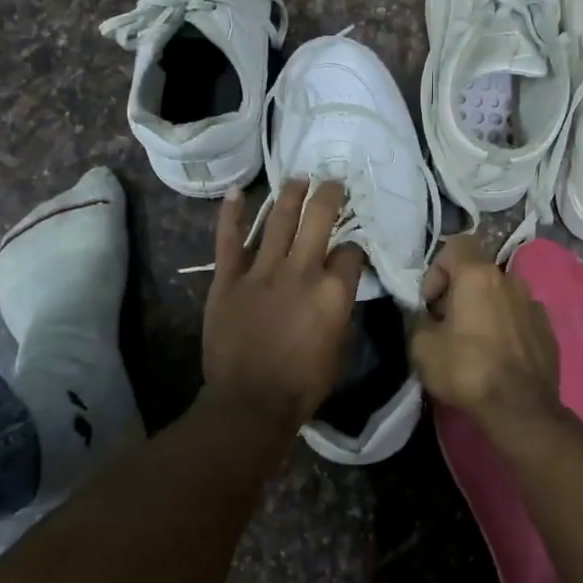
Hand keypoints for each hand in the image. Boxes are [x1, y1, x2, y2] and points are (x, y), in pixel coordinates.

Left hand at [203, 178, 365, 429]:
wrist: (250, 403)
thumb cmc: (303, 384)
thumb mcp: (340, 348)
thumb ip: (339, 311)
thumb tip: (336, 290)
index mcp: (332, 291)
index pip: (350, 252)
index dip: (354, 247)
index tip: (351, 249)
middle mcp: (300, 271)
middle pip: (318, 218)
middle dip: (329, 195)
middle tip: (332, 182)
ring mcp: (261, 271)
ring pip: (278, 219)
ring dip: (290, 194)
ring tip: (298, 178)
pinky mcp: (228, 279)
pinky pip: (229, 240)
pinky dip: (231, 214)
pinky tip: (237, 193)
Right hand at [409, 233, 560, 430]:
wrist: (521, 409)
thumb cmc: (467, 370)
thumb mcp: (421, 347)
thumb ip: (418, 320)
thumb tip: (425, 316)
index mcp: (479, 275)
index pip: (456, 245)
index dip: (437, 269)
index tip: (431, 303)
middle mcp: (510, 280)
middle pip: (478, 272)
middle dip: (460, 291)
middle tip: (448, 325)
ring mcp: (534, 303)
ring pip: (501, 294)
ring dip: (485, 308)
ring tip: (475, 341)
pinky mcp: (548, 329)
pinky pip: (519, 316)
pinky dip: (507, 327)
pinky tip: (499, 356)